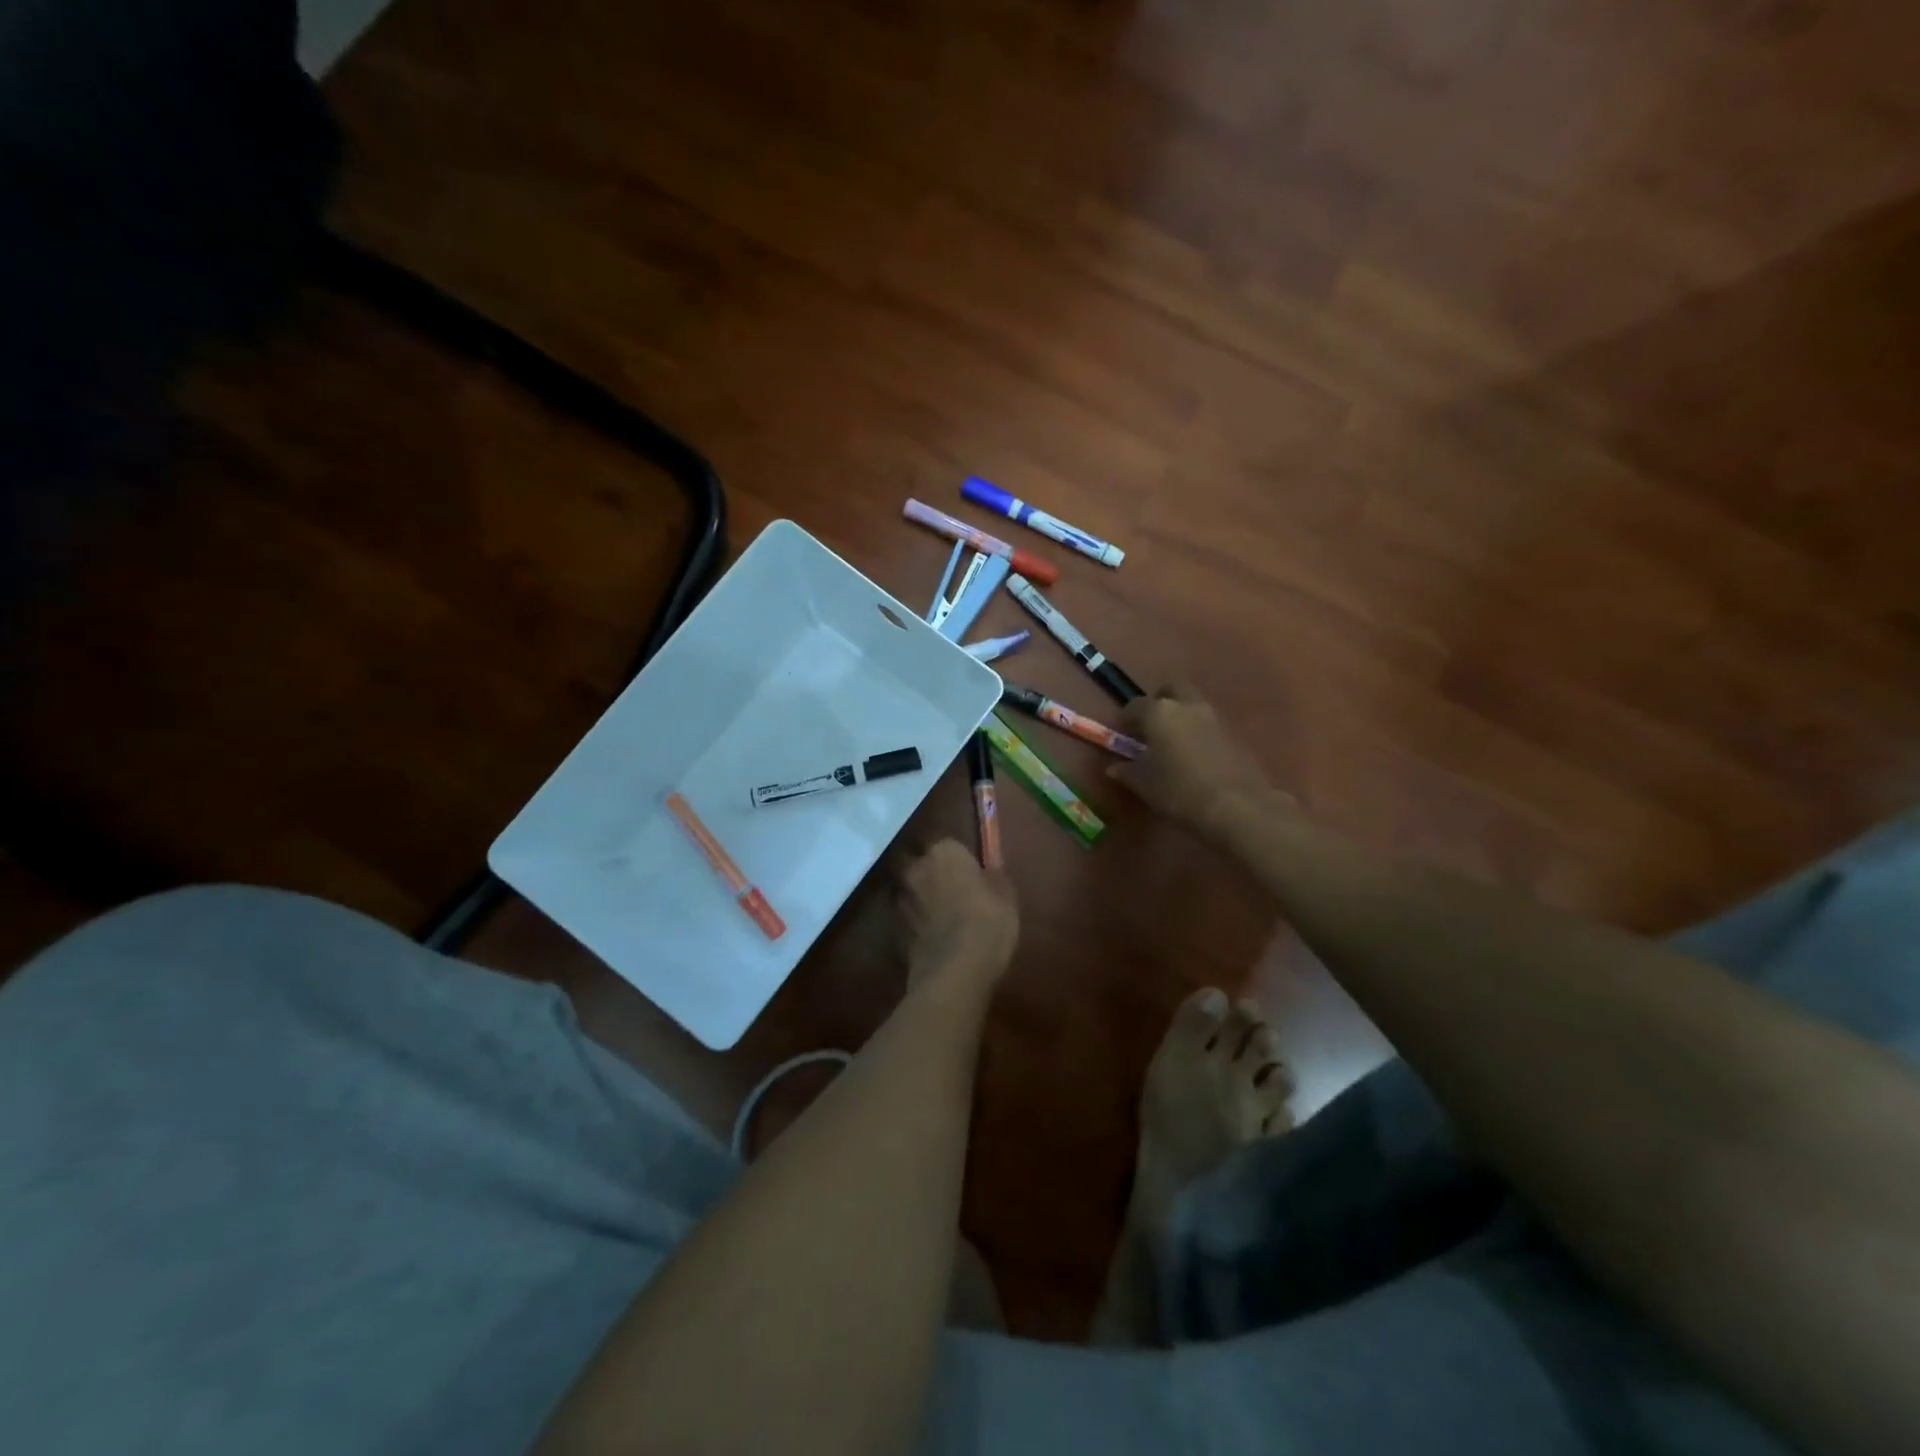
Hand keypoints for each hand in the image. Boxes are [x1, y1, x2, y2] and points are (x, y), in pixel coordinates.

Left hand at [899, 840, 1018, 984]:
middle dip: (930, 873)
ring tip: (940, 917)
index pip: (948, 845)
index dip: (958, 859)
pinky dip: (917, 924)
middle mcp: (917, 868)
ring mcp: (901, 899)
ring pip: (910, 891)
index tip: (970, 873)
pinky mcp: (895, 929)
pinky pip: (908, 918)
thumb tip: (989, 870)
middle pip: (920, 863)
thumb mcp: (1006, 897)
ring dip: (921, 898)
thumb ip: (993, 878)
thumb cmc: (988, 922)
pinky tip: (933, 938)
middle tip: (950, 890)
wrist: (954, 970)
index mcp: (944, 852)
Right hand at [1110, 686, 1288, 842]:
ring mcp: (1215, 717)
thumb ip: (1128, 773)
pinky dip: (1198, 731)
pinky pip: (1209, 724)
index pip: (1135, 706)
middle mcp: (1187, 706)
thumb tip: (1114, 768)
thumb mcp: (1146, 787)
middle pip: (1171, 690)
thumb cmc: (1181, 793)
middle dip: (1159, 702)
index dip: (1126, 719)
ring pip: (1193, 705)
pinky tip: (1195, 756)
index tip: (1122, 733)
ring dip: (1181, 716)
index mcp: (1159, 714)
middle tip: (1151, 725)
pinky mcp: (1235, 734)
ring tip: (1172, 743)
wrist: (1239, 808)